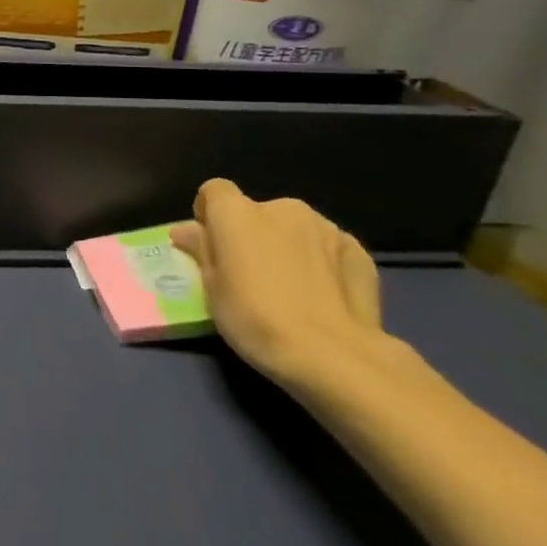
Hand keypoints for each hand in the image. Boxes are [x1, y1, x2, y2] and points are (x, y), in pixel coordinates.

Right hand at [170, 179, 388, 391]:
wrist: (334, 355)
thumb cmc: (255, 318)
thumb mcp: (211, 288)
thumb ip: (202, 250)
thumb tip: (187, 231)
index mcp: (237, 212)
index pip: (215, 191)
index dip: (210, 214)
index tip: (212, 244)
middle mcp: (281, 208)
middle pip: (257, 212)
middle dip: (252, 234)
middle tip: (252, 273)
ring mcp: (325, 227)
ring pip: (294, 228)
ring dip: (287, 246)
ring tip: (292, 286)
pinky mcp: (359, 250)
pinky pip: (327, 247)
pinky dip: (321, 262)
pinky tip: (323, 295)